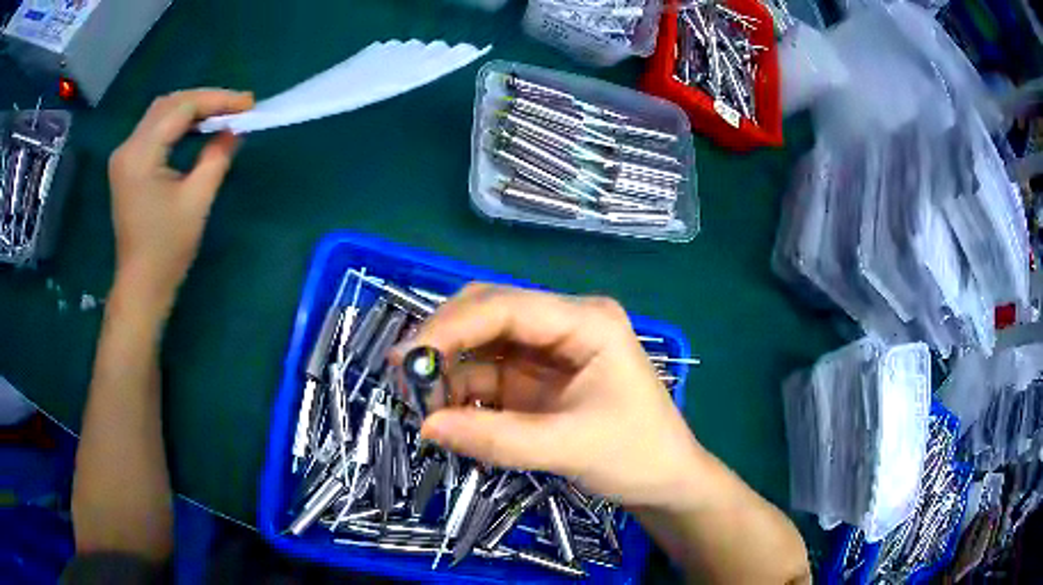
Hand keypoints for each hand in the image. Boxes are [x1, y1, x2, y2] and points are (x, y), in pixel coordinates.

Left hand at [108, 89, 253, 309]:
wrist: (141, 285)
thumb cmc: (167, 249)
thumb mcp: (197, 201)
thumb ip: (216, 157)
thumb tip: (235, 130)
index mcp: (140, 155)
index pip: (181, 109)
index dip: (217, 100)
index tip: (248, 104)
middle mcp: (127, 147)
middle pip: (169, 104)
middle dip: (205, 100)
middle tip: (236, 107)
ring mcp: (124, 156)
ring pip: (161, 113)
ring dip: (192, 109)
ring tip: (221, 114)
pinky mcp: (127, 166)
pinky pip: (154, 130)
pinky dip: (178, 124)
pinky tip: (197, 129)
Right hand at [393, 283, 706, 508]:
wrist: (665, 480)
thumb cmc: (636, 455)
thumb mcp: (569, 448)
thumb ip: (496, 438)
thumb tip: (426, 427)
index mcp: (586, 321)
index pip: (505, 306)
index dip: (450, 327)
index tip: (406, 360)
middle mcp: (564, 324)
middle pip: (487, 313)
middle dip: (443, 342)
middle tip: (405, 379)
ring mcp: (548, 350)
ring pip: (480, 343)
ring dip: (447, 369)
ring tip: (419, 403)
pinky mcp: (536, 378)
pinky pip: (486, 373)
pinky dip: (461, 390)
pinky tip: (445, 412)